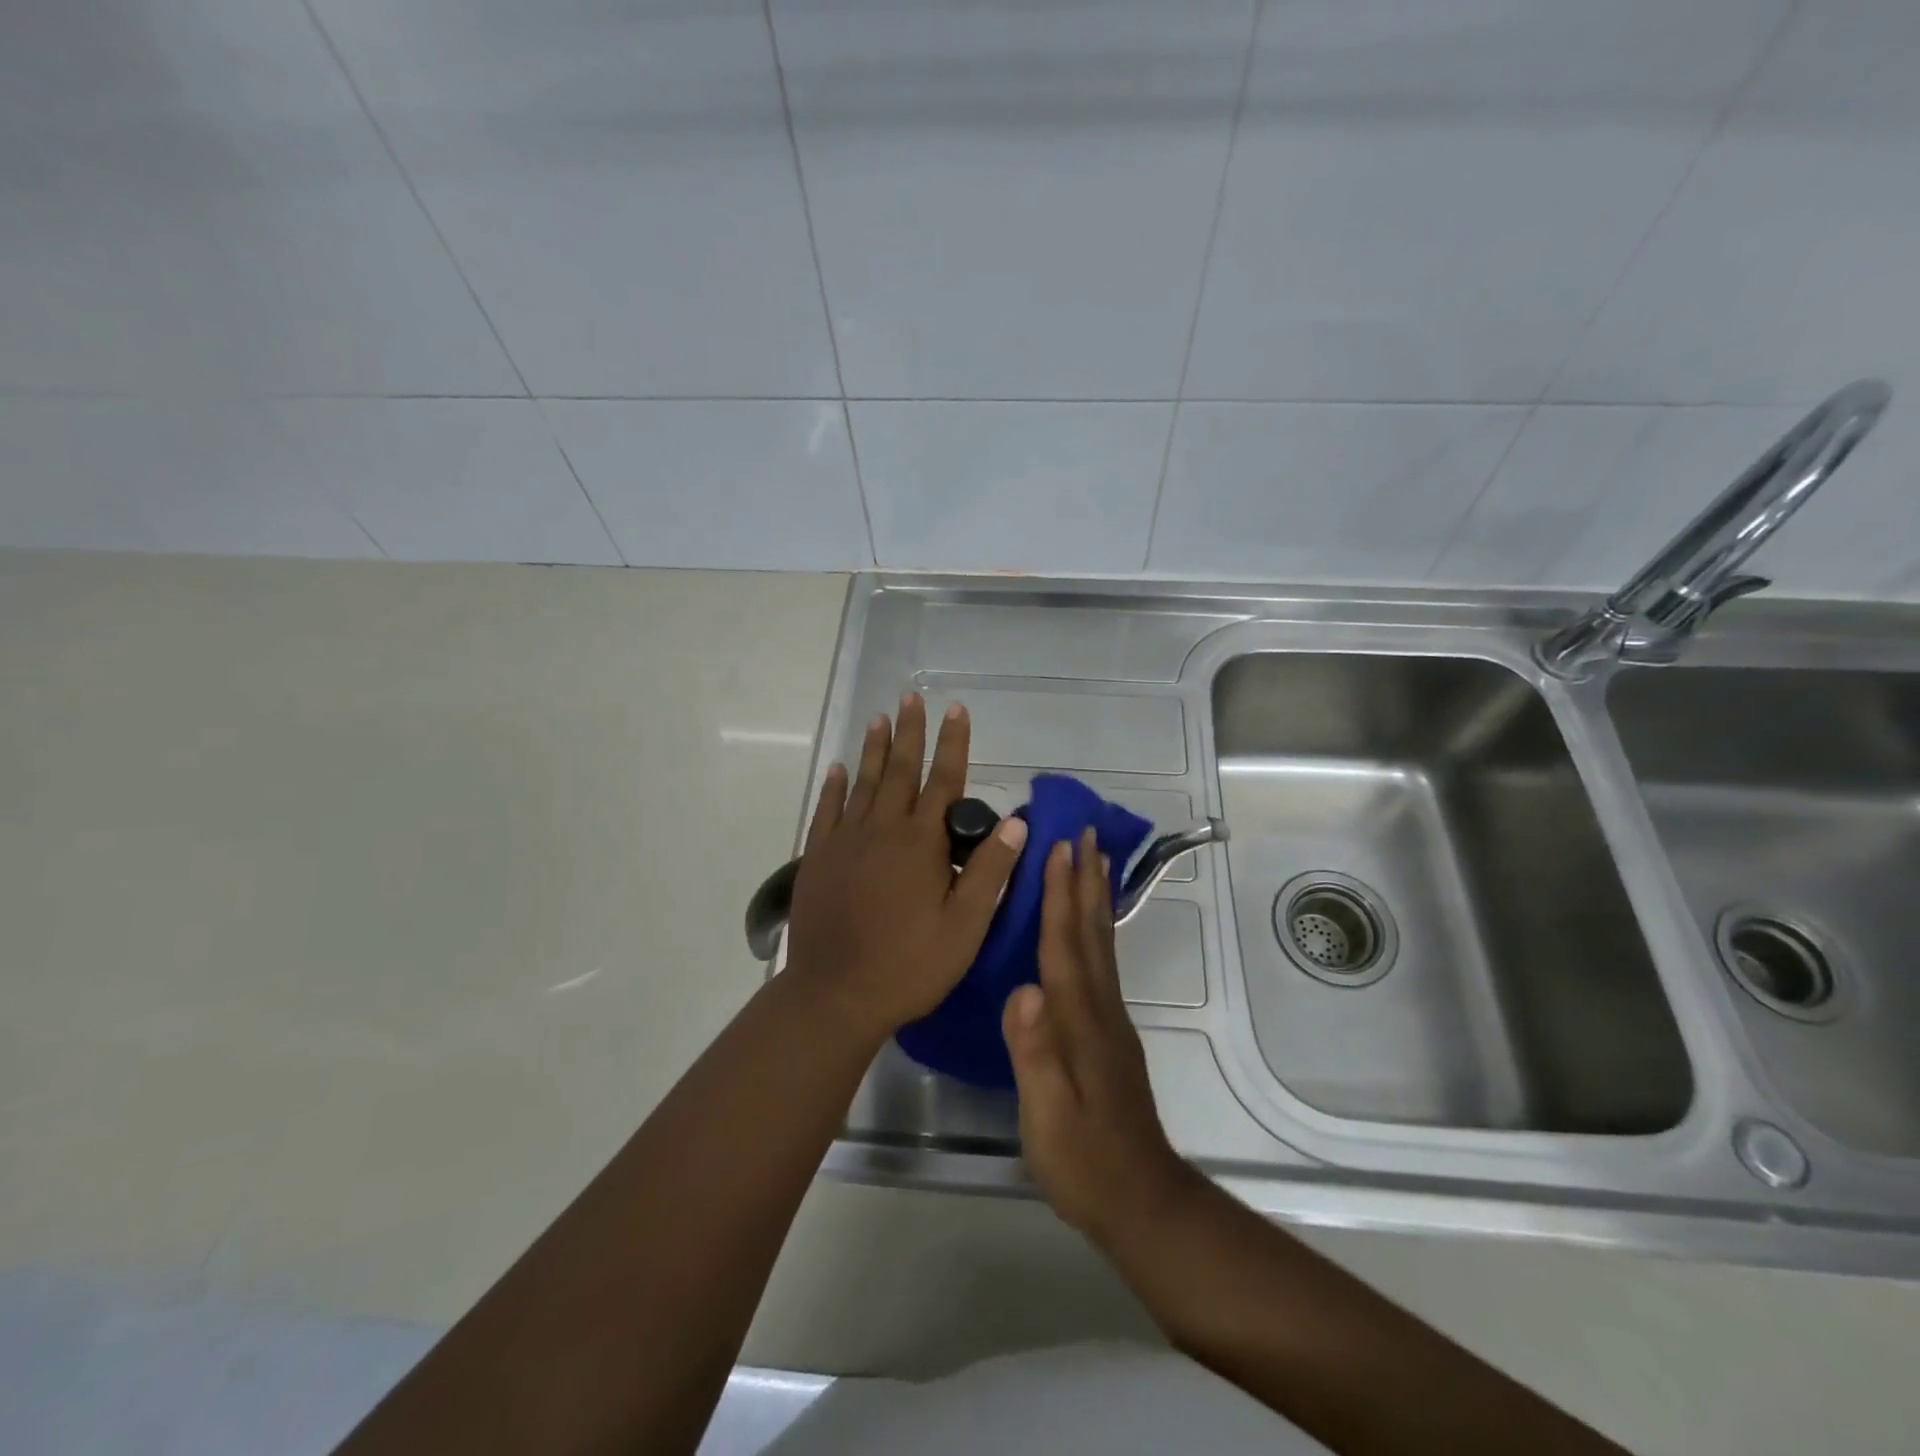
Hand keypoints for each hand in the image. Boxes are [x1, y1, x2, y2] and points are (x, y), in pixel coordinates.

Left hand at [786, 692, 1027, 1045]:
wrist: (836, 994)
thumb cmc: (909, 965)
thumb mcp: (964, 927)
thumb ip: (990, 871)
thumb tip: (1018, 821)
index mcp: (921, 844)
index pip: (944, 782)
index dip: (953, 744)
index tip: (956, 710)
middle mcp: (882, 830)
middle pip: (901, 771)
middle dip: (911, 732)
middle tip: (913, 697)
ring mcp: (845, 841)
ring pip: (864, 783)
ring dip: (875, 749)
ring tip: (881, 718)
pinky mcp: (818, 857)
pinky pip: (828, 810)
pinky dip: (835, 786)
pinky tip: (840, 768)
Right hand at [1002, 830, 1196, 1247]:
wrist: (1141, 1200)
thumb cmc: (1083, 1160)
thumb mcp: (1046, 1116)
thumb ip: (1033, 1054)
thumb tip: (1021, 989)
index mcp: (1077, 1021)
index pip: (1065, 945)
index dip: (1060, 895)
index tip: (1059, 848)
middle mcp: (1100, 1008)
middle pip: (1091, 931)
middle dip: (1085, 879)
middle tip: (1086, 832)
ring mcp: (1110, 1019)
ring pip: (1102, 942)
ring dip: (1096, 896)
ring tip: (1096, 860)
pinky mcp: (1112, 1032)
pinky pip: (1103, 962)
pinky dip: (1099, 930)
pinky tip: (1094, 924)